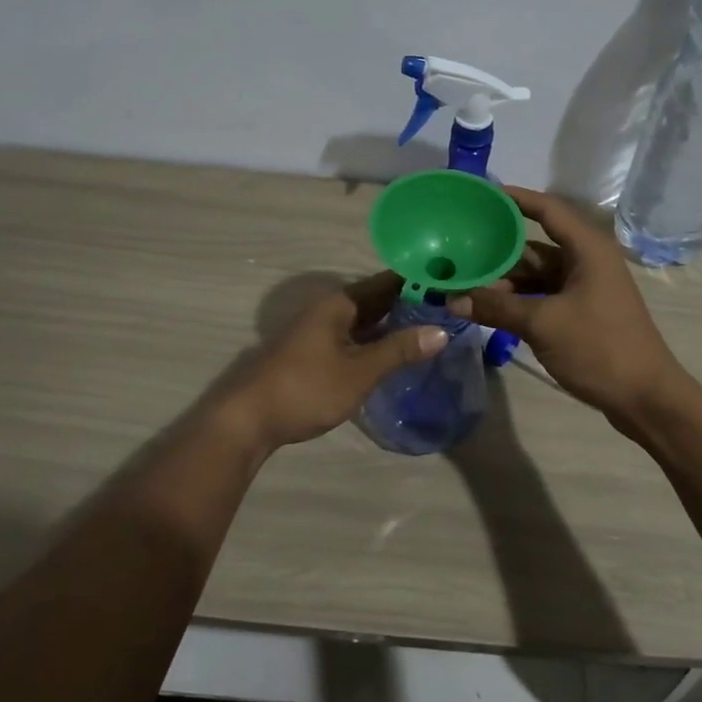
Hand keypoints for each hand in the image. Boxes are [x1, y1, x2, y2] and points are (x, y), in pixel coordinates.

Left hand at [220, 273, 444, 449]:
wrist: (249, 419)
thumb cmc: (306, 388)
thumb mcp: (359, 371)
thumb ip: (399, 350)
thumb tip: (441, 331)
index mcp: (340, 304)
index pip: (387, 283)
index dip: (418, 282)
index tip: (452, 284)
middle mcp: (330, 310)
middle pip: (377, 300)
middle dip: (411, 304)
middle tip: (451, 309)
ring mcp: (320, 332)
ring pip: (366, 321)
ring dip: (395, 324)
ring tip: (434, 329)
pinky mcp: (316, 353)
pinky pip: (355, 338)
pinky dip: (378, 341)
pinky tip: (397, 353)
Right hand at [448, 186, 683, 419]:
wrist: (646, 399)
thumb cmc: (599, 348)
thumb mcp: (542, 324)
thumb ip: (496, 307)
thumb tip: (451, 299)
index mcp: (587, 250)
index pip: (547, 210)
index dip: (515, 198)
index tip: (481, 194)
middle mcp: (586, 262)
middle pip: (533, 248)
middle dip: (497, 253)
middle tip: (456, 253)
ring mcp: (584, 289)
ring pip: (535, 276)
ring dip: (504, 283)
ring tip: (463, 286)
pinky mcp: (581, 313)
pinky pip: (542, 297)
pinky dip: (517, 301)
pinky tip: (488, 309)